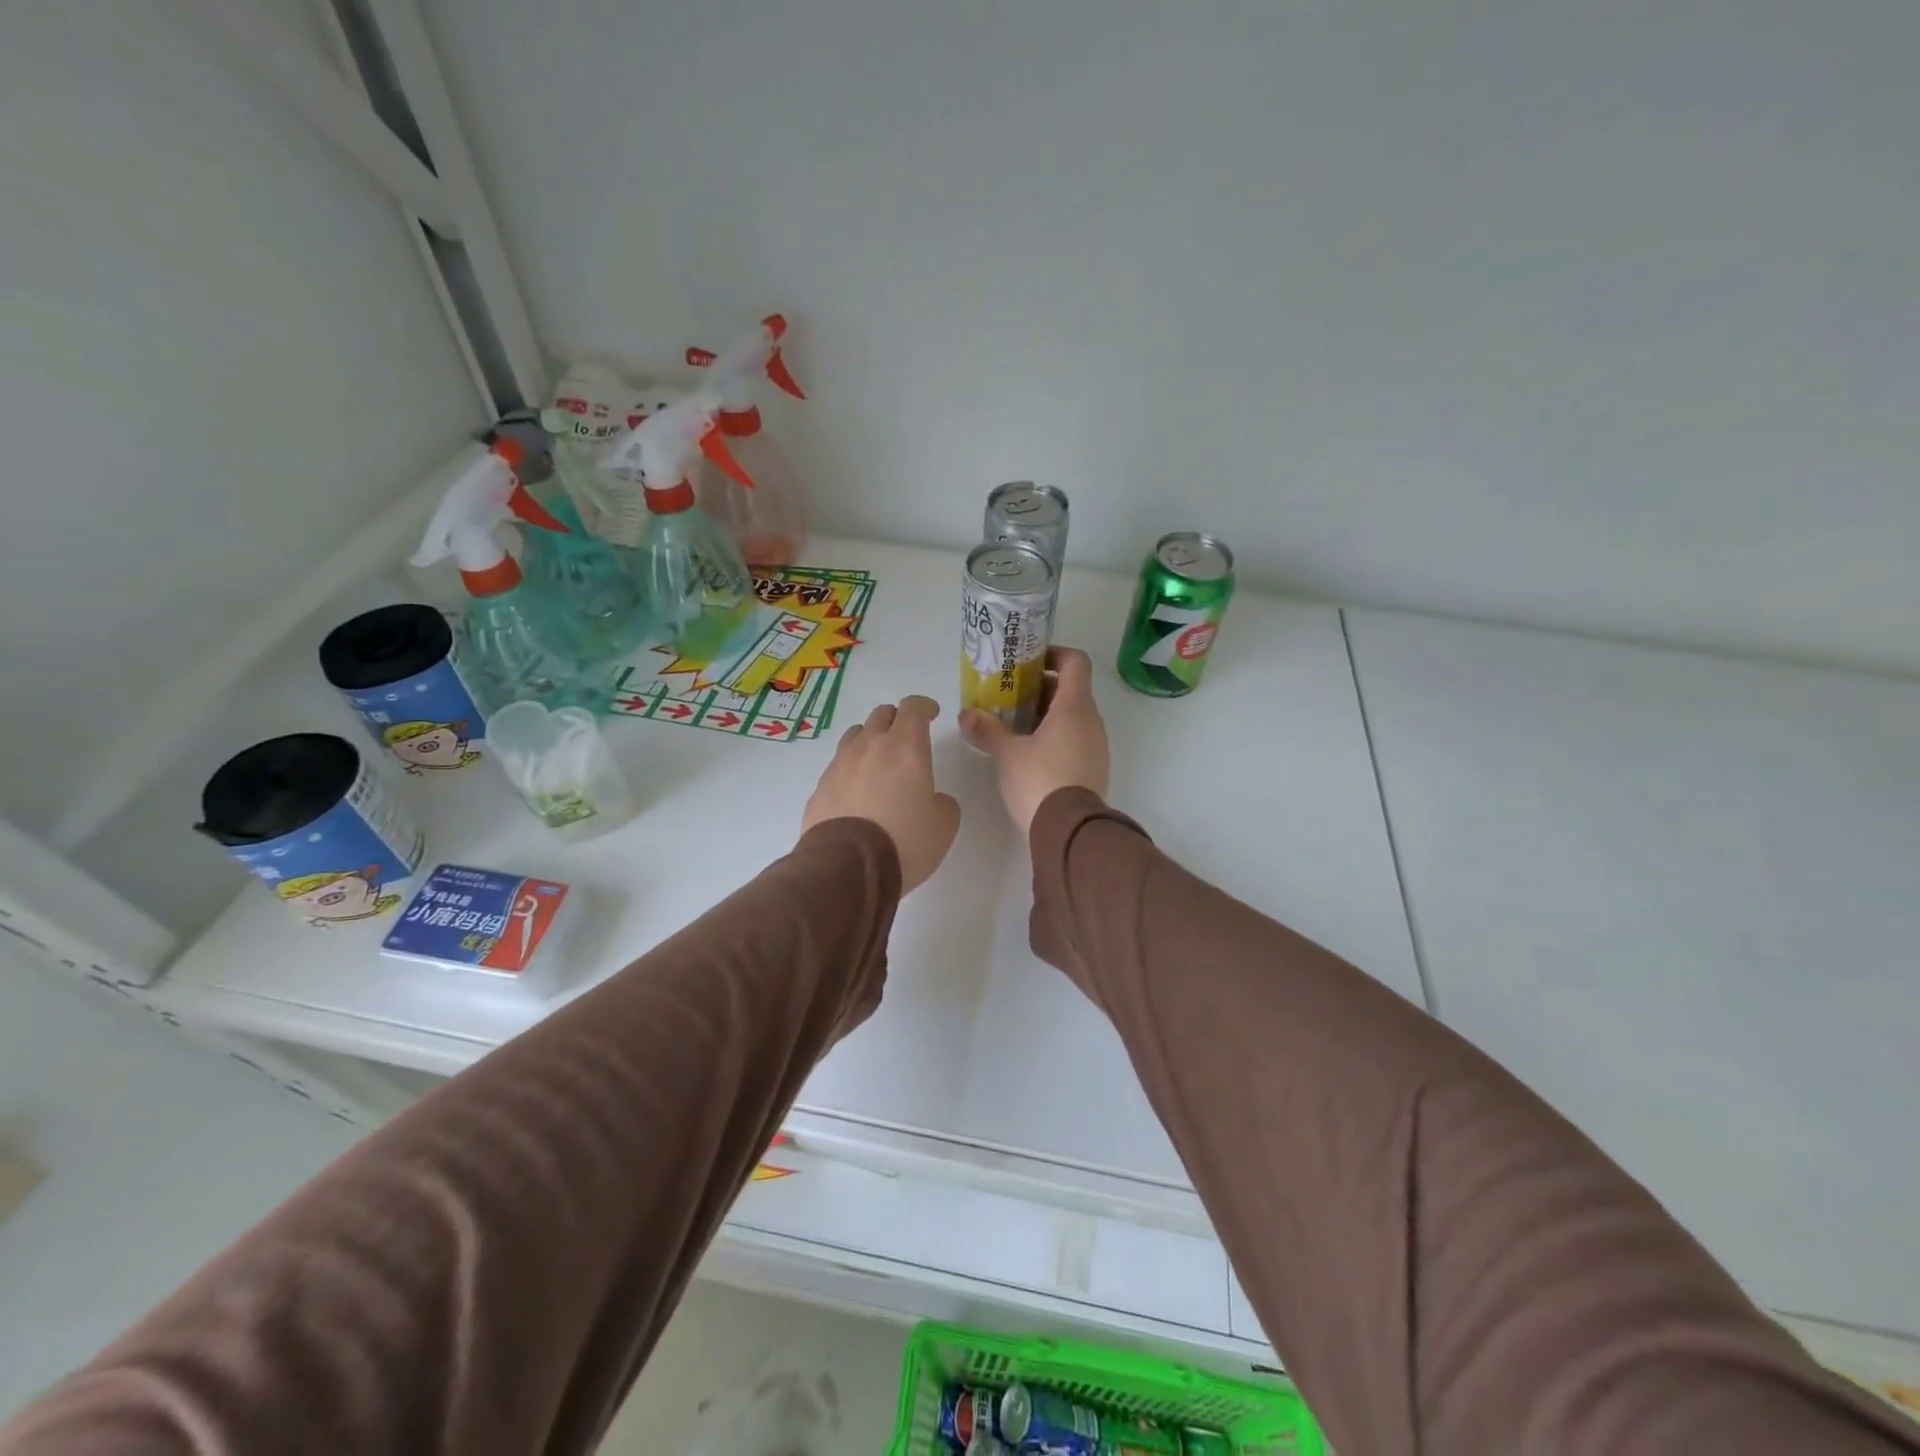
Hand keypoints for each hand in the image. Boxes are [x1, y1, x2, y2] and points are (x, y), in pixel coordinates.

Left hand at [802, 696, 960, 893]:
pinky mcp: (820, 787)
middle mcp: (869, 746)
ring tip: (879, 762)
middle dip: (897, 720)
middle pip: (881, 715)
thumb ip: (942, 802)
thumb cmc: (905, 840)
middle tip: (907, 737)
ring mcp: (839, 765)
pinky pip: (838, 766)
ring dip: (870, 740)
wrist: (847, 867)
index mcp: (905, 747)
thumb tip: (931, 799)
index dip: (924, 706)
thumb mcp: (944, 824)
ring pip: (855, 735)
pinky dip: (851, 770)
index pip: (913, 708)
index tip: (932, 714)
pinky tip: (857, 792)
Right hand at [959, 646, 1109, 833]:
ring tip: (1014, 725)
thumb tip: (965, 715)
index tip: (1029, 662)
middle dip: (1040, 688)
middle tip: (1010, 696)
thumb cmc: (1040, 781)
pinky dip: (1055, 736)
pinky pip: (1076, 739)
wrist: (1070, 832)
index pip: (1075, 662)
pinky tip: (1029, 752)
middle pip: (1071, 689)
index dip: (1054, 654)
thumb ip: (987, 730)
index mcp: (1074, 707)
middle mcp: (1092, 721)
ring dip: (1047, 714)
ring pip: (1073, 716)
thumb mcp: (1008, 754)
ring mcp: (1096, 746)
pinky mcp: (1094, 768)